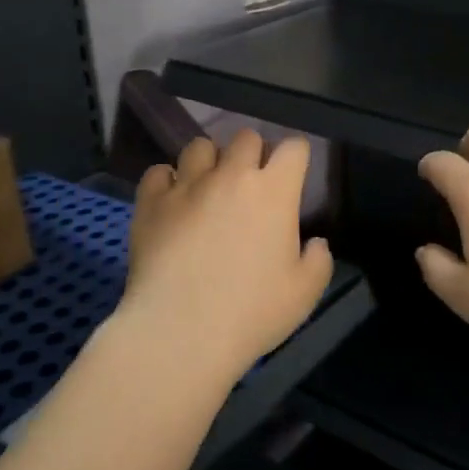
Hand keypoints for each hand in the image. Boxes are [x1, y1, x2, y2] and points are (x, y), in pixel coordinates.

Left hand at [118, 129, 332, 384]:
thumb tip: (315, 242)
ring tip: (208, 188)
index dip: (296, 157)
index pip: (293, 148)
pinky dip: (167, 182)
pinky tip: (171, 202)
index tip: (293, 175)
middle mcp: (230, 175)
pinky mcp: (150, 202)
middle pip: (246, 137)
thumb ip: (318, 261)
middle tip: (251, 184)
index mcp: (274, 191)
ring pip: (199, 146)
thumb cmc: (251, 312)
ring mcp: (187, 185)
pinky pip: (158, 172)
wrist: (180, 332)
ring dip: (209, 161)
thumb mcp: (304, 294)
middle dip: (253, 154)